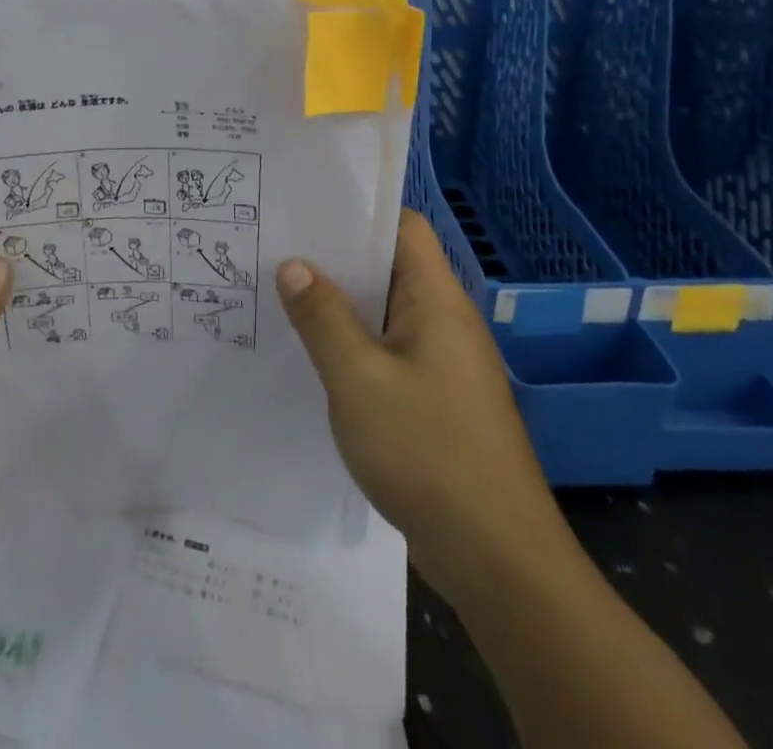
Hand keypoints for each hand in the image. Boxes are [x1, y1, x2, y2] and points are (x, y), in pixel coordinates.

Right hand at [276, 210, 560, 593]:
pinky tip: (313, 357)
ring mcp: (443, 362)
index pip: (403, 227)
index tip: (304, 211)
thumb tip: (293, 264)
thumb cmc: (428, 453)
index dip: (357, 212)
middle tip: (275, 250)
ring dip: (339, 305)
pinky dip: (353, 344)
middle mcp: (444, 320)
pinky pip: (388, 351)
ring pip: (384, 312)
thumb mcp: (359, 379)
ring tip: (280, 296)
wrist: (498, 560)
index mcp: (436, 300)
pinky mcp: (436, 398)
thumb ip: (323, 317)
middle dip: (334, 259)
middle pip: (389, 267)